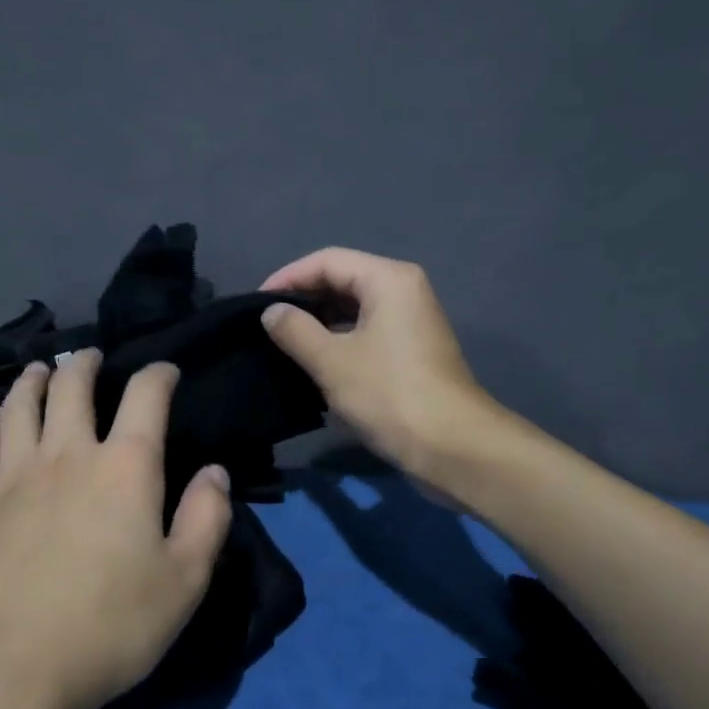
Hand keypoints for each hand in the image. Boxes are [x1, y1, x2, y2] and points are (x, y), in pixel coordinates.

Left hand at [0, 349, 233, 708]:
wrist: (3, 669)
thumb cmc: (107, 628)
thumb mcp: (184, 582)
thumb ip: (207, 519)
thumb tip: (214, 471)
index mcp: (124, 467)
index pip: (146, 396)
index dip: (159, 374)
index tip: (166, 371)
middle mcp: (67, 454)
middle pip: (72, 385)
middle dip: (85, 363)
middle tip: (91, 357)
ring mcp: (11, 474)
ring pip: (21, 404)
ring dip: (34, 380)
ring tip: (41, 370)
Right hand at [259, 247, 497, 482]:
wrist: (452, 447)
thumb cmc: (389, 395)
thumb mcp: (331, 361)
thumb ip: (295, 330)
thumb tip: (271, 312)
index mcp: (388, 279)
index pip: (327, 261)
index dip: (288, 278)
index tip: (255, 304)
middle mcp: (403, 290)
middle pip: (342, 280)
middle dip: (303, 299)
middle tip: (266, 325)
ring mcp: (411, 321)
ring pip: (354, 309)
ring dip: (319, 322)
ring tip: (283, 343)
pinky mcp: (411, 350)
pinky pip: (366, 331)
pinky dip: (338, 340)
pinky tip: (313, 362)